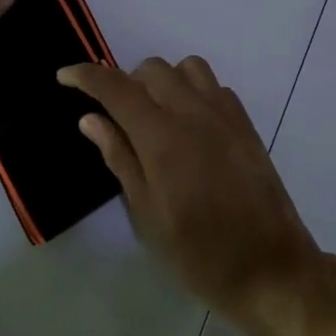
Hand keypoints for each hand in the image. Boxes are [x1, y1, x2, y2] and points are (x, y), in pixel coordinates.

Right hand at [60, 58, 318, 326]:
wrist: (270, 267)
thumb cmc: (200, 254)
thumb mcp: (148, 216)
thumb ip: (120, 158)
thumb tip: (91, 118)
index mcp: (162, 137)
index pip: (117, 88)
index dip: (86, 75)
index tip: (64, 75)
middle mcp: (193, 112)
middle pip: (151, 69)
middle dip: (126, 83)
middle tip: (118, 119)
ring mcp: (224, 113)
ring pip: (186, 67)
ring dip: (163, 81)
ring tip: (156, 117)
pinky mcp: (245, 122)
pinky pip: (214, 85)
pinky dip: (193, 91)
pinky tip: (191, 125)